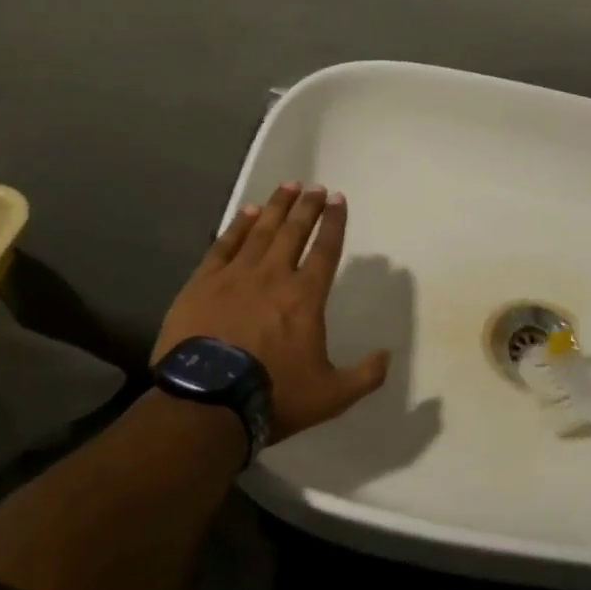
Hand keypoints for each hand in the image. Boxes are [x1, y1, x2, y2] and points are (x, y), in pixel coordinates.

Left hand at [156, 183, 387, 442]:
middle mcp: (274, 276)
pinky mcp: (203, 283)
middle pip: (294, 231)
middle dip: (307, 207)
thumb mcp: (331, 396)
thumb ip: (364, 375)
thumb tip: (387, 355)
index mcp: (306, 296)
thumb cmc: (273, 395)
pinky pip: (224, 245)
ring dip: (276, 206)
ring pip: (260, 231)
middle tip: (315, 187)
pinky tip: (246, 212)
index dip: (334, 222)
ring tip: (287, 186)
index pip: (325, 249)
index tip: (338, 199)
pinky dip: (237, 226)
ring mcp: (236, 276)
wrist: (206, 404)